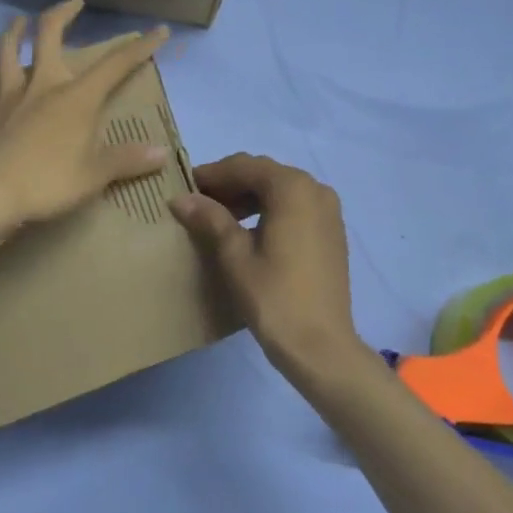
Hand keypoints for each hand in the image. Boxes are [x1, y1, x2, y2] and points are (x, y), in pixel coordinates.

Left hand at [0, 0, 170, 232]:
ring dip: (14, 32)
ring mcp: (8, 96)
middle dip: (64, 13)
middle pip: (50, 35)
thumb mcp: (95, 176)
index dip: (140, 47)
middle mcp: (42, 85)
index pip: (116, 65)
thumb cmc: (47, 183)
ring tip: (19, 21)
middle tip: (75, 1)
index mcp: (76, 97)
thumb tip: (162, 154)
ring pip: (7, 51)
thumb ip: (127, 160)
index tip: (158, 31)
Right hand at [168, 154, 366, 385]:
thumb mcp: (235, 255)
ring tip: (218, 217)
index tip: (184, 186)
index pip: (243, 166)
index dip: (212, 174)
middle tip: (198, 202)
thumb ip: (210, 219)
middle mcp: (315, 188)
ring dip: (248, 197)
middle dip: (230, 184)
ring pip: (280, 189)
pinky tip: (248, 230)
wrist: (322, 347)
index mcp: (292, 187)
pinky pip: (295, 206)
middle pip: (264, 174)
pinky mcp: (332, 230)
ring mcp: (328, 209)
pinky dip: (269, 209)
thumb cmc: (274, 297)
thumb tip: (180, 198)